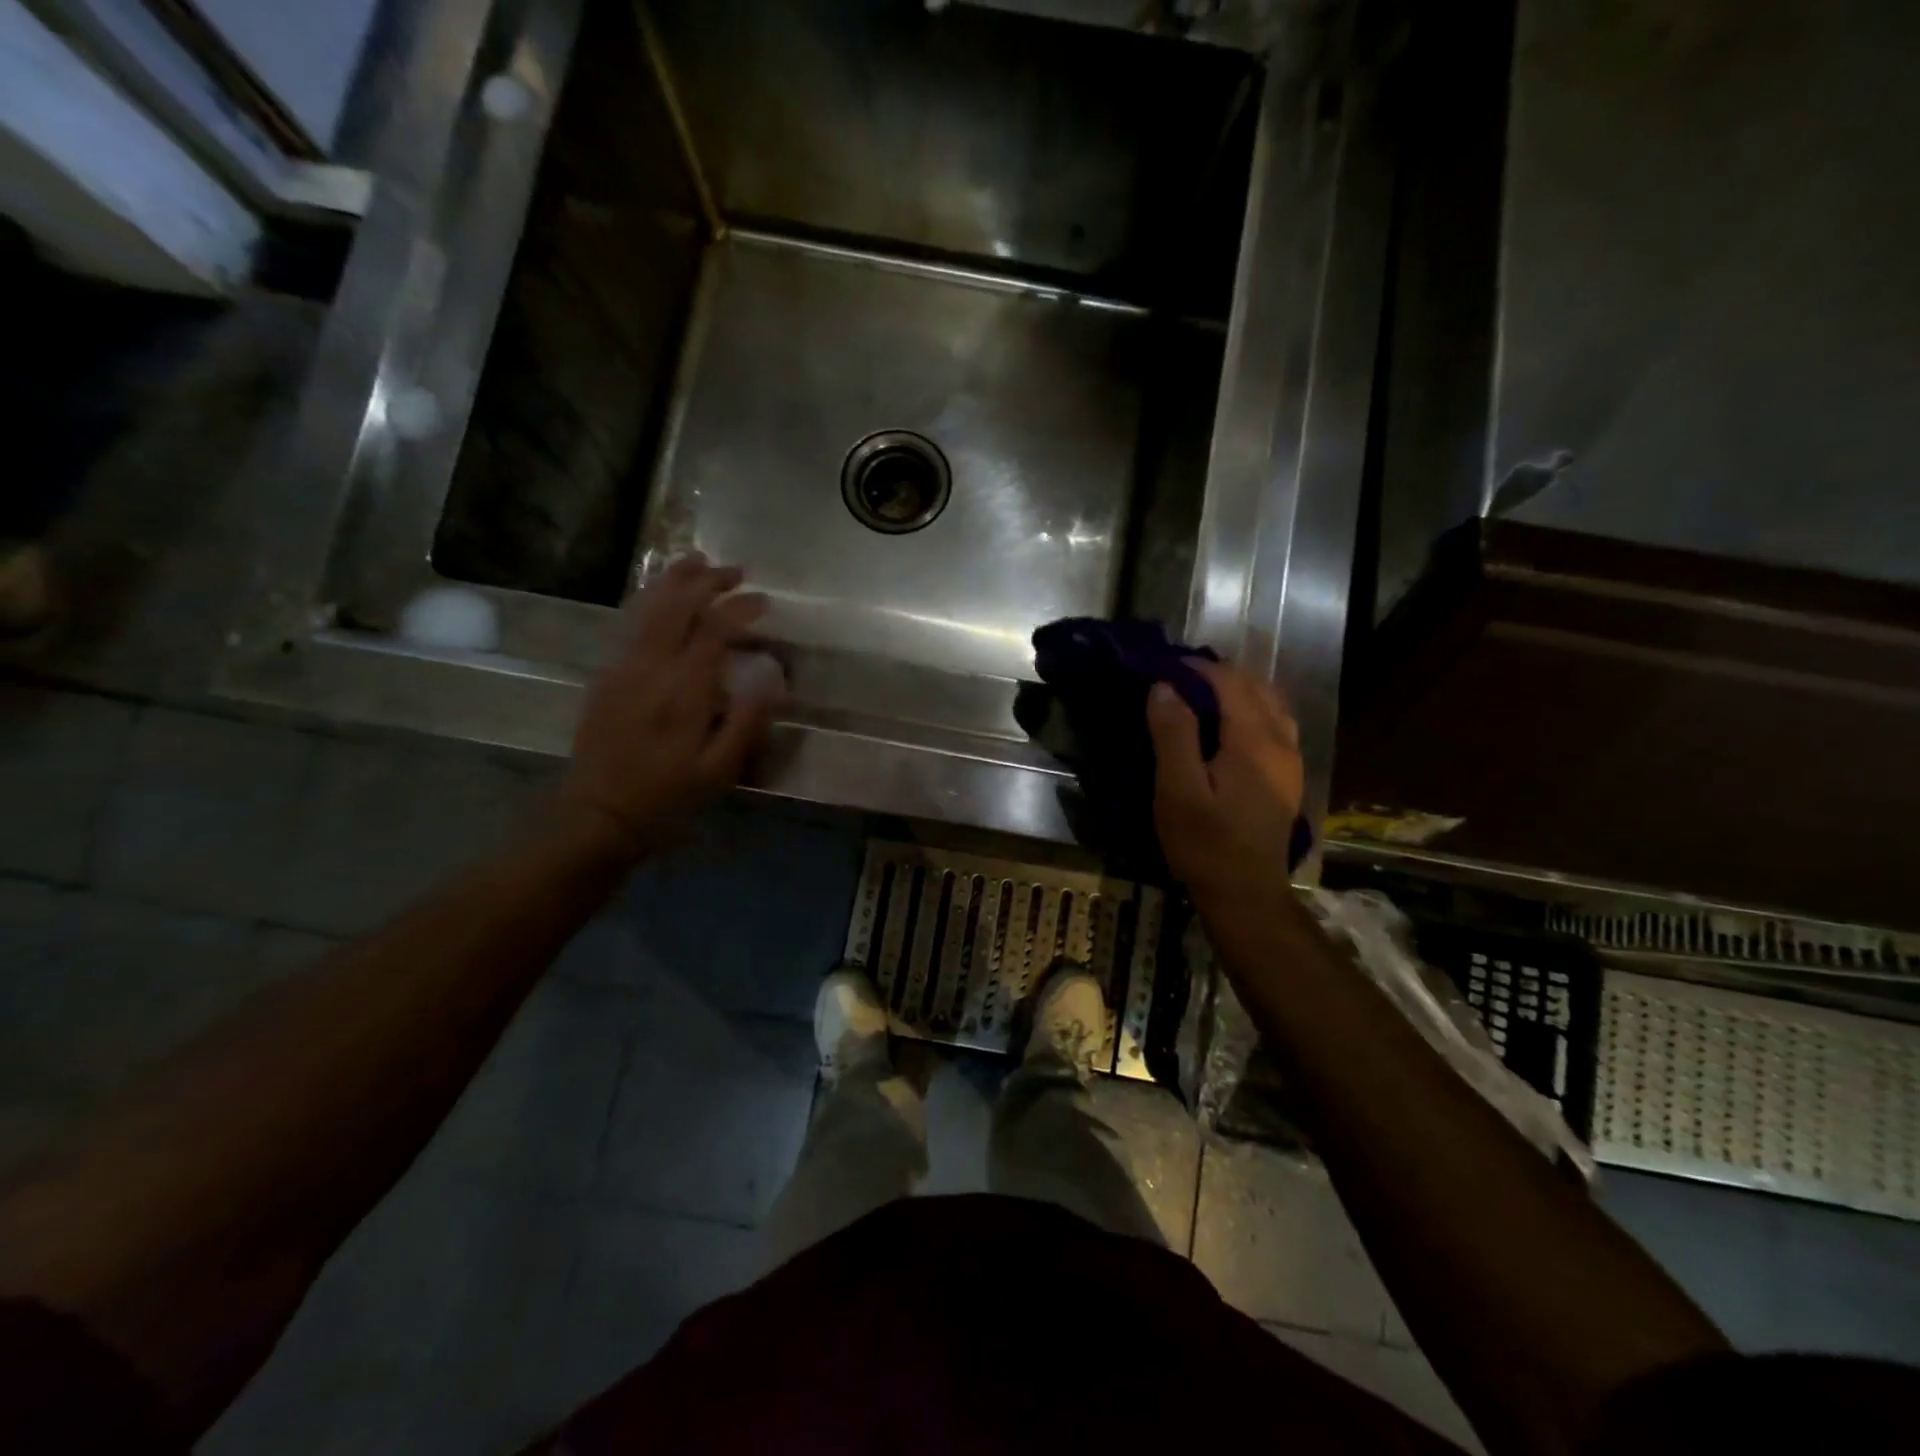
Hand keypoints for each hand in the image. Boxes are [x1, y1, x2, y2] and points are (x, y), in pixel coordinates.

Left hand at [557, 555, 784, 857]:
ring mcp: (623, 668)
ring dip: (674, 581)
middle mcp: (651, 668)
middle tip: (736, 572)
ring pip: (648, 608)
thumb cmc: (667, 797)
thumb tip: (773, 679)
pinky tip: (659, 595)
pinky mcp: (607, 675)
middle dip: (708, 582)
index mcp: (684, 690)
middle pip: (678, 607)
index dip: (740, 609)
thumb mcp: (718, 771)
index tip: (764, 601)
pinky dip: (647, 600)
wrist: (598, 814)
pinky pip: (628, 624)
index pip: (714, 630)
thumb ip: (747, 722)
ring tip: (696, 561)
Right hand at [1146, 660, 1304, 902]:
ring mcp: (1290, 760)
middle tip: (1178, 680)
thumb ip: (1173, 734)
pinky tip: (1227, 727)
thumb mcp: (1178, 789)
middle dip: (1218, 675)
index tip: (1164, 666)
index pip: (1230, 682)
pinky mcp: (1288, 777)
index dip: (1197, 668)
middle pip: (1256, 687)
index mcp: (1254, 740)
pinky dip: (1251, 710)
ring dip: (1238, 691)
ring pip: (1271, 704)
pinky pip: (1275, 724)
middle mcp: (1280, 742)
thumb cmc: (1205, 842)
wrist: (1246, 893)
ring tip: (1201, 697)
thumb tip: (1164, 687)